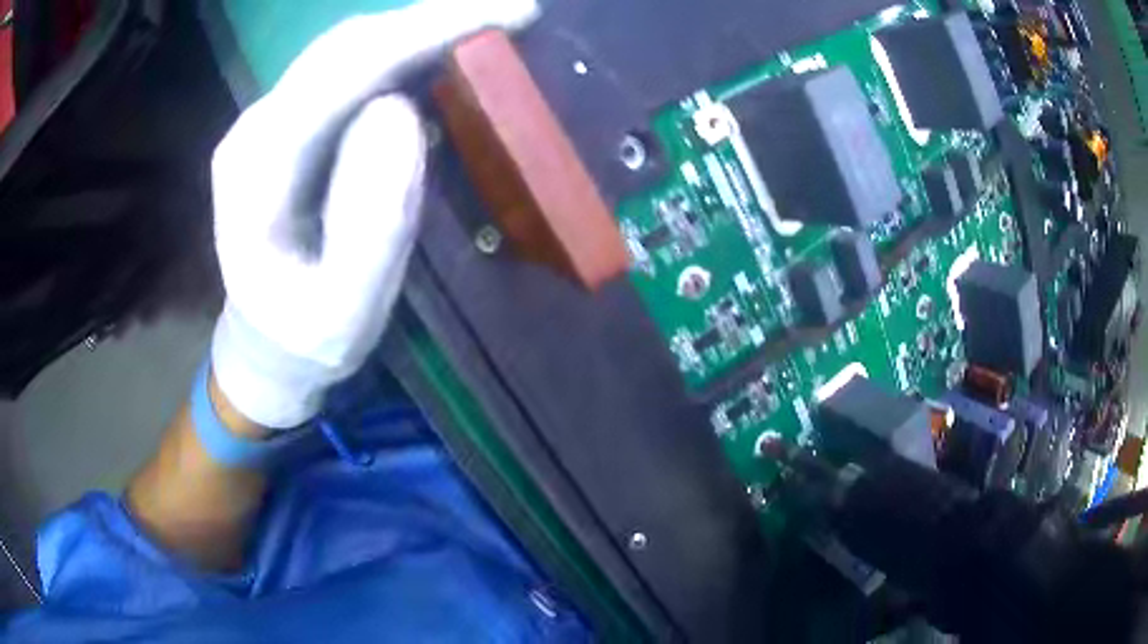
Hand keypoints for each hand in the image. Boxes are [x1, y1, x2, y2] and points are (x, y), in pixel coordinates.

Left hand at [210, 0, 538, 428]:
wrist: (265, 346)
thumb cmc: (305, 340)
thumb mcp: (344, 312)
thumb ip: (370, 224)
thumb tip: (400, 112)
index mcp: (256, 171)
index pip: (343, 72)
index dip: (424, 31)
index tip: (507, 15)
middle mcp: (255, 129)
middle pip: (344, 46)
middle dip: (431, 17)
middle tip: (514, 11)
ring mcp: (267, 123)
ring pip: (347, 50)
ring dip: (419, 27)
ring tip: (488, 21)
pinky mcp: (287, 127)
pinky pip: (347, 71)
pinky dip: (401, 51)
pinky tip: (441, 49)